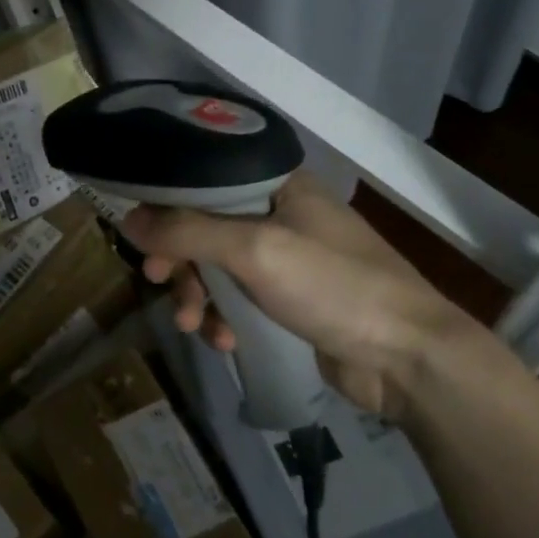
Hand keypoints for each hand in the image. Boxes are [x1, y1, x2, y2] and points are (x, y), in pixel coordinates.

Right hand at [121, 172, 475, 418]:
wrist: (410, 359)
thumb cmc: (334, 287)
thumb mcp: (254, 251)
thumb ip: (186, 231)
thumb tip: (128, 220)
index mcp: (276, 184)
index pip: (203, 179)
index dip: (167, 203)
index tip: (141, 234)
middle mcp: (278, 213)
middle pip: (203, 226)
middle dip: (179, 259)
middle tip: (159, 280)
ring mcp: (284, 257)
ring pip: (215, 266)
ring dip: (196, 295)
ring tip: (191, 325)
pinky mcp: (288, 298)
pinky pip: (235, 298)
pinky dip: (221, 318)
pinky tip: (224, 341)